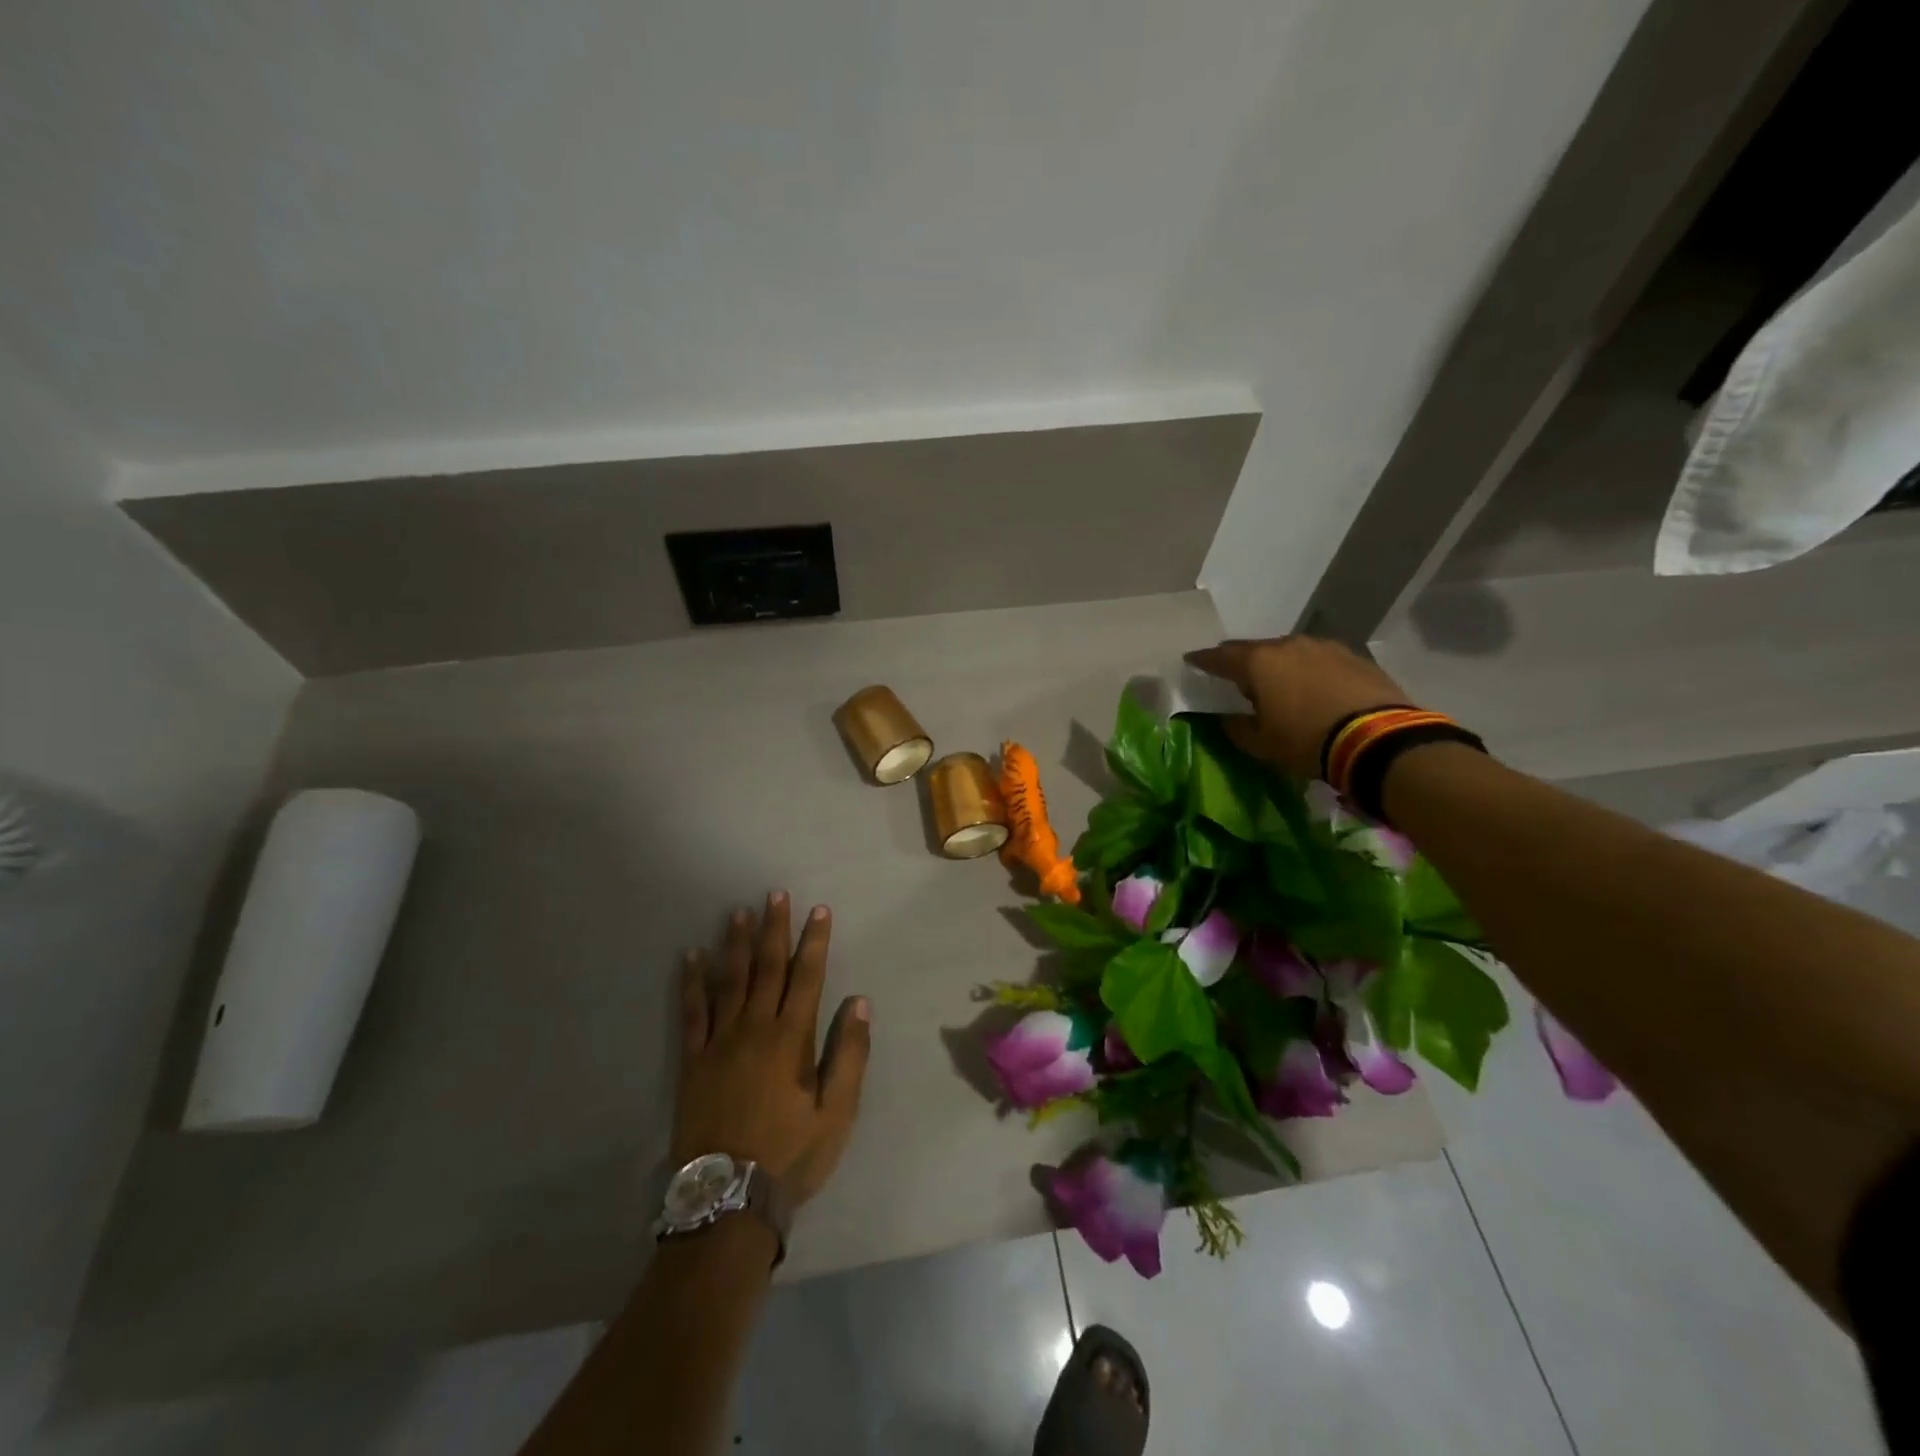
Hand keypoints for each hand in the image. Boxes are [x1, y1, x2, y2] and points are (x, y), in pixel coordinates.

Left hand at [674, 893, 870, 1209]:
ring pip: (728, 981)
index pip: (807, 977)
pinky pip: (691, 1012)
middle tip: (775, 894)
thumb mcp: (837, 1113)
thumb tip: (859, 1002)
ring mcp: (719, 1042)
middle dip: (774, 929)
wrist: (727, 1199)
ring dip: (734, 944)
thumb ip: (850, 1055)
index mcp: (792, 1039)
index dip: (814, 942)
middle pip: (766, 968)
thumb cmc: (790, 1155)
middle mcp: (755, 1028)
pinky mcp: (692, 1061)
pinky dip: (692, 982)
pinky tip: (691, 957)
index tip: (819, 911)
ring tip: (738, 912)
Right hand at [1185, 636, 1414, 779]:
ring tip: (1275, 680)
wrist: (1377, 738)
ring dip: (1278, 664)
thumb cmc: (1305, 741)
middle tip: (1233, 671)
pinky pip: (1318, 659)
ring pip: (1289, 651)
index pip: (1220, 657)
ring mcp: (1324, 647)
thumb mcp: (1261, 744)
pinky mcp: (1353, 657)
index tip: (1191, 660)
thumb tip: (1227, 718)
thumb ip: (1236, 728)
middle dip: (1242, 659)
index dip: (1203, 660)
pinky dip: (1307, 669)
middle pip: (1256, 649)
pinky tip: (1311, 685)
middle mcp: (1288, 645)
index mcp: (1258, 663)